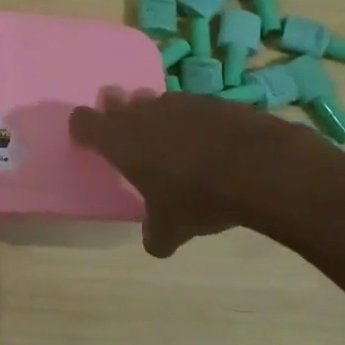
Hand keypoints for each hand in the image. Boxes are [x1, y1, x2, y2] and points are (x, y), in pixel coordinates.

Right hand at [69, 89, 317, 256]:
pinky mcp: (212, 100)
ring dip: (154, 114)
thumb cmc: (198, 197)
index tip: (87, 140)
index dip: (83, 128)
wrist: (261, 168)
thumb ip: (156, 234)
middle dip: (117, 112)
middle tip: (125, 131)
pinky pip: (190, 106)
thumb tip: (156, 243)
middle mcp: (143, 114)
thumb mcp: (172, 228)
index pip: (84, 122)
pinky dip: (191, 120)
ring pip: (154, 100)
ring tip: (167, 138)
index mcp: (120, 140)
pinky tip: (206, 142)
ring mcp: (179, 102)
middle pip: (117, 101)